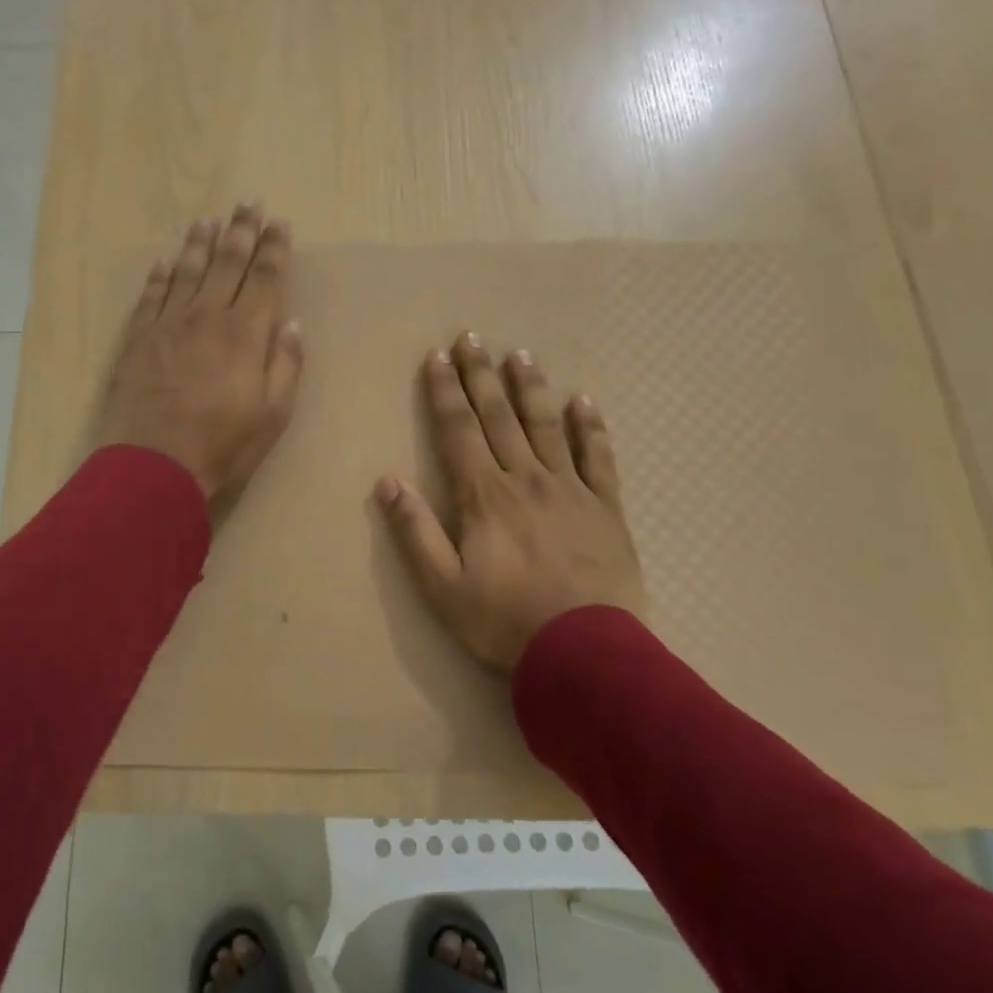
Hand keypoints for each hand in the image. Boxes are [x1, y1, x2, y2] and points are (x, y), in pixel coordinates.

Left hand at [95, 203, 303, 506]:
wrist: (153, 465)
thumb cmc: (222, 444)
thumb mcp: (273, 414)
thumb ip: (286, 365)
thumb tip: (293, 323)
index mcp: (245, 333)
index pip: (264, 277)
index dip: (274, 248)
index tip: (280, 222)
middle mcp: (207, 316)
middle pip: (226, 263)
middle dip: (241, 230)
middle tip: (248, 202)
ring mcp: (168, 324)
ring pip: (186, 271)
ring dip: (199, 243)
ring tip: (208, 219)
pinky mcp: (138, 339)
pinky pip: (150, 296)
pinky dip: (158, 276)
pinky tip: (163, 261)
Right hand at [375, 333, 645, 673]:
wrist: (586, 655)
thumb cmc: (504, 621)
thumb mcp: (441, 587)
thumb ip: (414, 531)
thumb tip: (387, 481)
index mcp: (483, 495)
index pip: (458, 431)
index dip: (445, 392)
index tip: (437, 357)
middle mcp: (525, 479)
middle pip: (499, 417)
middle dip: (481, 375)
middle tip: (472, 337)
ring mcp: (569, 489)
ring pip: (546, 426)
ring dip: (530, 388)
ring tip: (520, 355)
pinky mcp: (605, 508)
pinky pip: (597, 458)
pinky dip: (590, 427)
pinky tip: (583, 402)